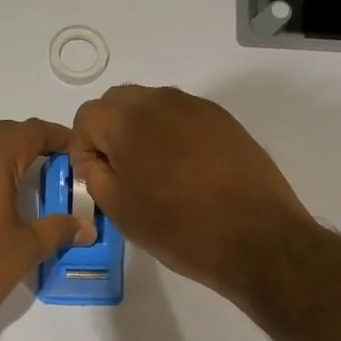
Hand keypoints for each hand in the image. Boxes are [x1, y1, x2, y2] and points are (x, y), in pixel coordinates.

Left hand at [0, 119, 80, 334]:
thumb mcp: (25, 249)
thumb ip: (58, 230)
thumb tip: (87, 227)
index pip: (32, 132)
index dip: (57, 136)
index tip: (77, 149)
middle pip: (3, 133)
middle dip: (30, 141)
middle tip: (55, 162)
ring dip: (1, 150)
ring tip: (23, 168)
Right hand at [71, 85, 311, 295]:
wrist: (257, 238)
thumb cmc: (180, 229)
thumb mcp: (121, 212)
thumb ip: (96, 177)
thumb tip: (96, 161)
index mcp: (129, 122)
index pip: (87, 116)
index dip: (83, 148)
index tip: (97, 178)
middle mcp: (161, 101)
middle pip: (118, 102)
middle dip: (110, 132)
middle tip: (122, 173)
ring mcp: (197, 107)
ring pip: (152, 105)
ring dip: (142, 131)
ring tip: (155, 173)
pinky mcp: (224, 119)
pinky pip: (183, 116)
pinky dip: (173, 135)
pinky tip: (186, 171)